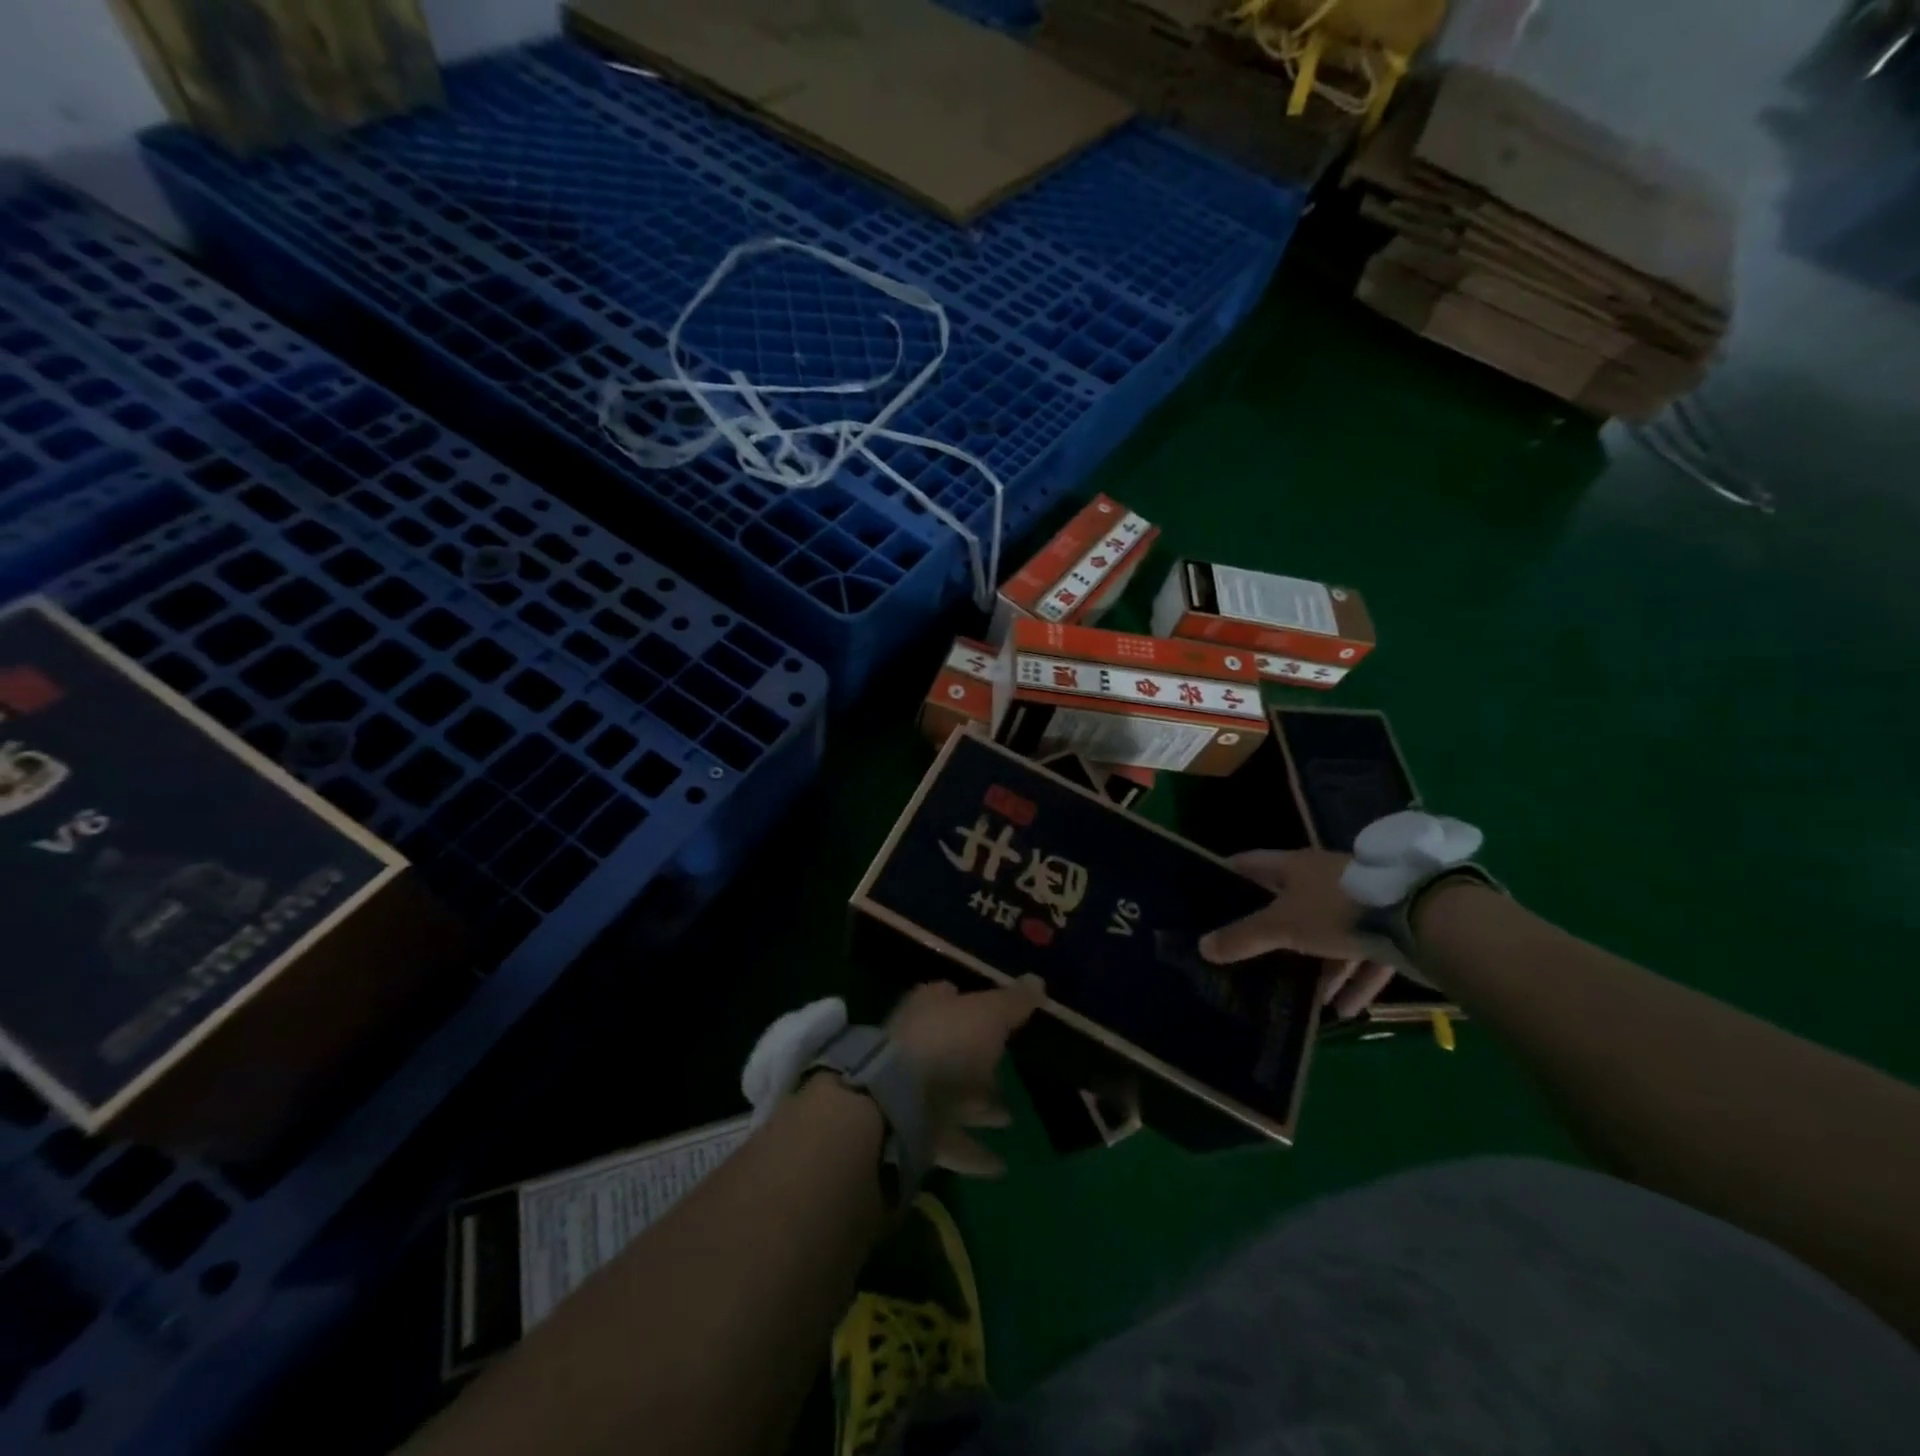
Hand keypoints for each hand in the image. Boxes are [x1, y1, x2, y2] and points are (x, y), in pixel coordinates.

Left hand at [888, 977, 1043, 1176]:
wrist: (897, 1104)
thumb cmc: (947, 1043)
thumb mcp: (989, 1014)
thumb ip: (1013, 1001)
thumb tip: (1037, 979)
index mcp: (929, 1010)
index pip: (946, 997)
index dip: (967, 1001)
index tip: (994, 1013)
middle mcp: (918, 1045)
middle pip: (952, 1050)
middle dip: (978, 1063)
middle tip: (1008, 1073)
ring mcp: (913, 1091)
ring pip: (952, 1096)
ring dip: (979, 1108)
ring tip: (1009, 1119)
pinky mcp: (914, 1132)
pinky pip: (950, 1141)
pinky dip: (974, 1153)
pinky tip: (1000, 1166)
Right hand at [1198, 850, 1401, 1019]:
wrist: (1421, 918)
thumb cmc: (1337, 910)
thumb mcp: (1283, 925)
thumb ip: (1243, 937)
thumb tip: (1202, 946)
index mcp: (1296, 867)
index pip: (1252, 863)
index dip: (1230, 874)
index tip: (1210, 890)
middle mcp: (1325, 879)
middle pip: (1291, 903)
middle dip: (1274, 930)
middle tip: (1250, 952)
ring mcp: (1360, 903)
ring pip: (1330, 936)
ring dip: (1321, 967)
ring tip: (1309, 998)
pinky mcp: (1390, 929)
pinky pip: (1364, 957)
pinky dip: (1354, 981)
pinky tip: (1345, 1010)